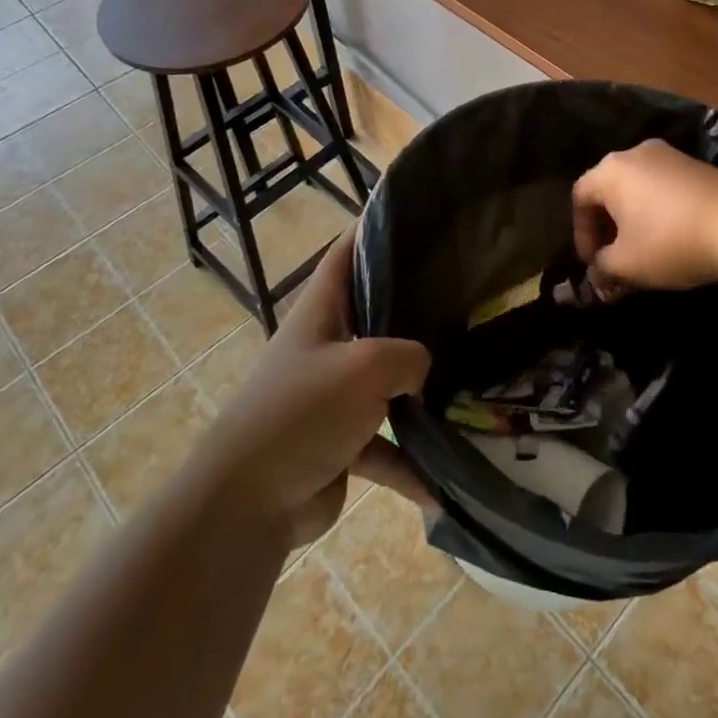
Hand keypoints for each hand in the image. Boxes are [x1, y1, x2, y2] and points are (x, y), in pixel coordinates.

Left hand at [203, 226, 433, 545]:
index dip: (374, 228)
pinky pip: (386, 446)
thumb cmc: (302, 411)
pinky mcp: (342, 444)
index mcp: (322, 311)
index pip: (347, 252)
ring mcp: (333, 395)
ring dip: (420, 391)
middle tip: (465, 296)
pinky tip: (444, 483)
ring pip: (387, 382)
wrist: (247, 502)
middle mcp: (327, 345)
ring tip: (470, 382)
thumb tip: (425, 371)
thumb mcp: (365, 365)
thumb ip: (409, 356)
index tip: (416, 215)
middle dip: (415, 306)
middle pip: (375, 313)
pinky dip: (411, 463)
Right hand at [572, 139, 717, 297]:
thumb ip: (603, 269)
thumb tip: (597, 274)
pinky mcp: (698, 166)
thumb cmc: (671, 241)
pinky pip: (664, 188)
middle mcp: (636, 153)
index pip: (580, 197)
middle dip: (607, 229)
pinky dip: (658, 212)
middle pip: (609, 190)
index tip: (593, 264)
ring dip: (633, 222)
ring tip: (643, 254)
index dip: (581, 234)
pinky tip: (672, 239)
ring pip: (638, 189)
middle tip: (614, 261)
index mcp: (610, 170)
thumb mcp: (628, 264)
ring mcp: (670, 156)